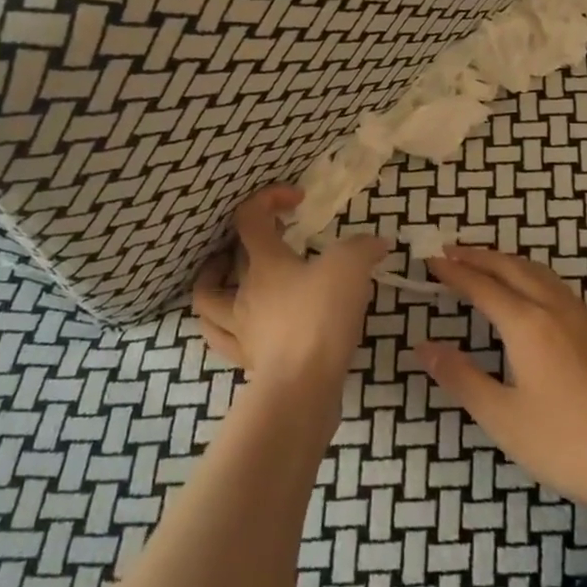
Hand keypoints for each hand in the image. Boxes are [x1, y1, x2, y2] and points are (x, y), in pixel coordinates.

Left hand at [192, 185, 389, 400]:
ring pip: (209, 298)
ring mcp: (241, 328)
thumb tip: (377, 243)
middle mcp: (244, 291)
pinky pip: (223, 338)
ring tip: (230, 274)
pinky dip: (224, 326)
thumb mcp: (350, 269)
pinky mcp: (249, 360)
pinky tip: (240, 323)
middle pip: (230, 256)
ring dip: (213, 282)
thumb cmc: (320, 318)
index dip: (267, 199)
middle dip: (249, 240)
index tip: (297, 199)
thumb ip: (363, 248)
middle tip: (276, 237)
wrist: (303, 387)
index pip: (249, 217)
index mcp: (264, 262)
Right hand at [417, 245, 586, 524]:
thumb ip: (461, 377)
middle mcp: (553, 309)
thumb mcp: (502, 417)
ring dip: (505, 260)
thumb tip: (423, 347)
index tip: (429, 261)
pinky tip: (529, 288)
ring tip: (483, 261)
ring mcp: (579, 319)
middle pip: (510, 268)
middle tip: (449, 251)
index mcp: (527, 325)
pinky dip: (529, 272)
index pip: (481, 286)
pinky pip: (553, 284)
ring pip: (536, 272)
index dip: (453, 273)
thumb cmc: (565, 443)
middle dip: (478, 256)